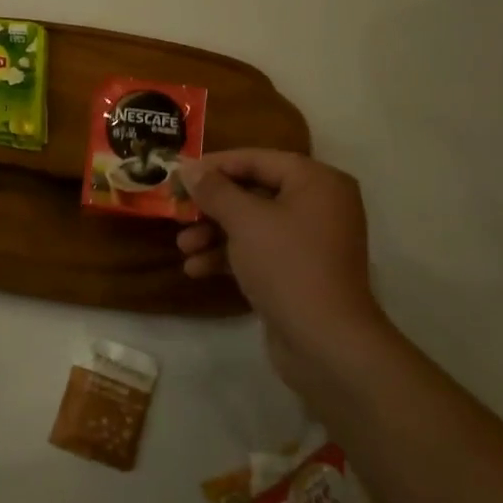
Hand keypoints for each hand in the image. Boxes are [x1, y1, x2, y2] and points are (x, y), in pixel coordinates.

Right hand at [177, 150, 390, 404]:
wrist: (325, 342)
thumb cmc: (287, 265)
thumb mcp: (244, 221)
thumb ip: (214, 190)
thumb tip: (189, 167)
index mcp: (316, 181)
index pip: (257, 159)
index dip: (214, 165)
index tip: (178, 174)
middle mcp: (318, 204)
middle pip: (253, 192)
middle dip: (211, 206)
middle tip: (177, 211)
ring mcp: (310, 240)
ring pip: (252, 224)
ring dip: (214, 234)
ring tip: (183, 248)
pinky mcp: (299, 271)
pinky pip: (258, 251)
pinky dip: (229, 256)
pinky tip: (196, 269)